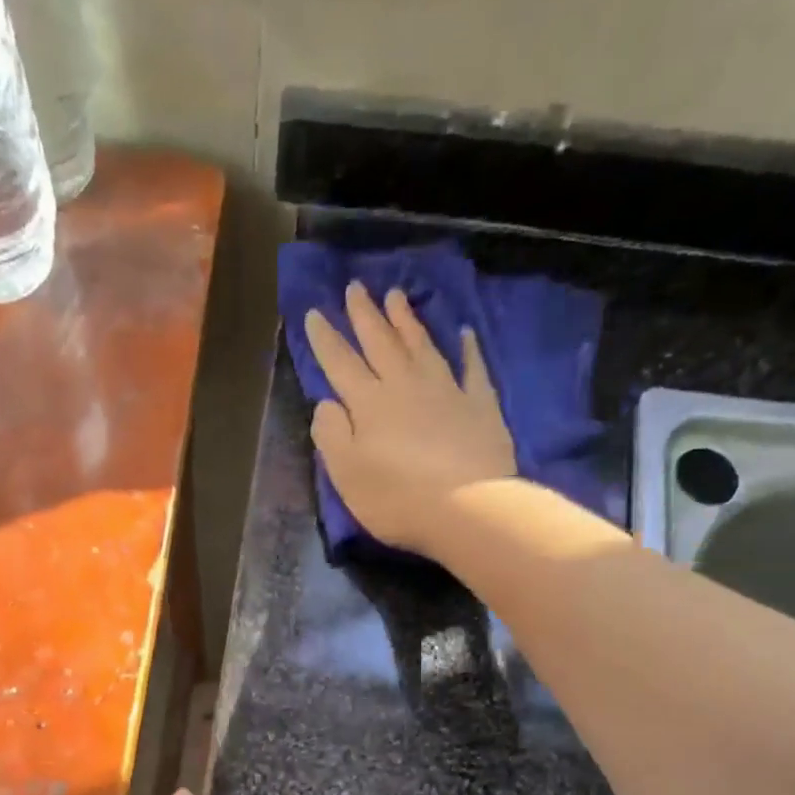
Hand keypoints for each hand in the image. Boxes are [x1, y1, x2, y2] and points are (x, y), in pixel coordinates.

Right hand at [305, 282, 517, 556]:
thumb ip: (331, 435)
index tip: (313, 312)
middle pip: (381, 343)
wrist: (467, 508)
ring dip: (406, 321)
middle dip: (365, 315)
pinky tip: (465, 333)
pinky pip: (472, 367)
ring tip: (395, 296)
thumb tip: (327, 403)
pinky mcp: (480, 405)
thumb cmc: (397, 498)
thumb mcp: (346, 474)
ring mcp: (446, 391)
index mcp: (368, 404)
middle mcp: (405, 386)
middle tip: (355, 287)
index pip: (340, 364)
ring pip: (421, 346)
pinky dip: (468, 348)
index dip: (325, 339)